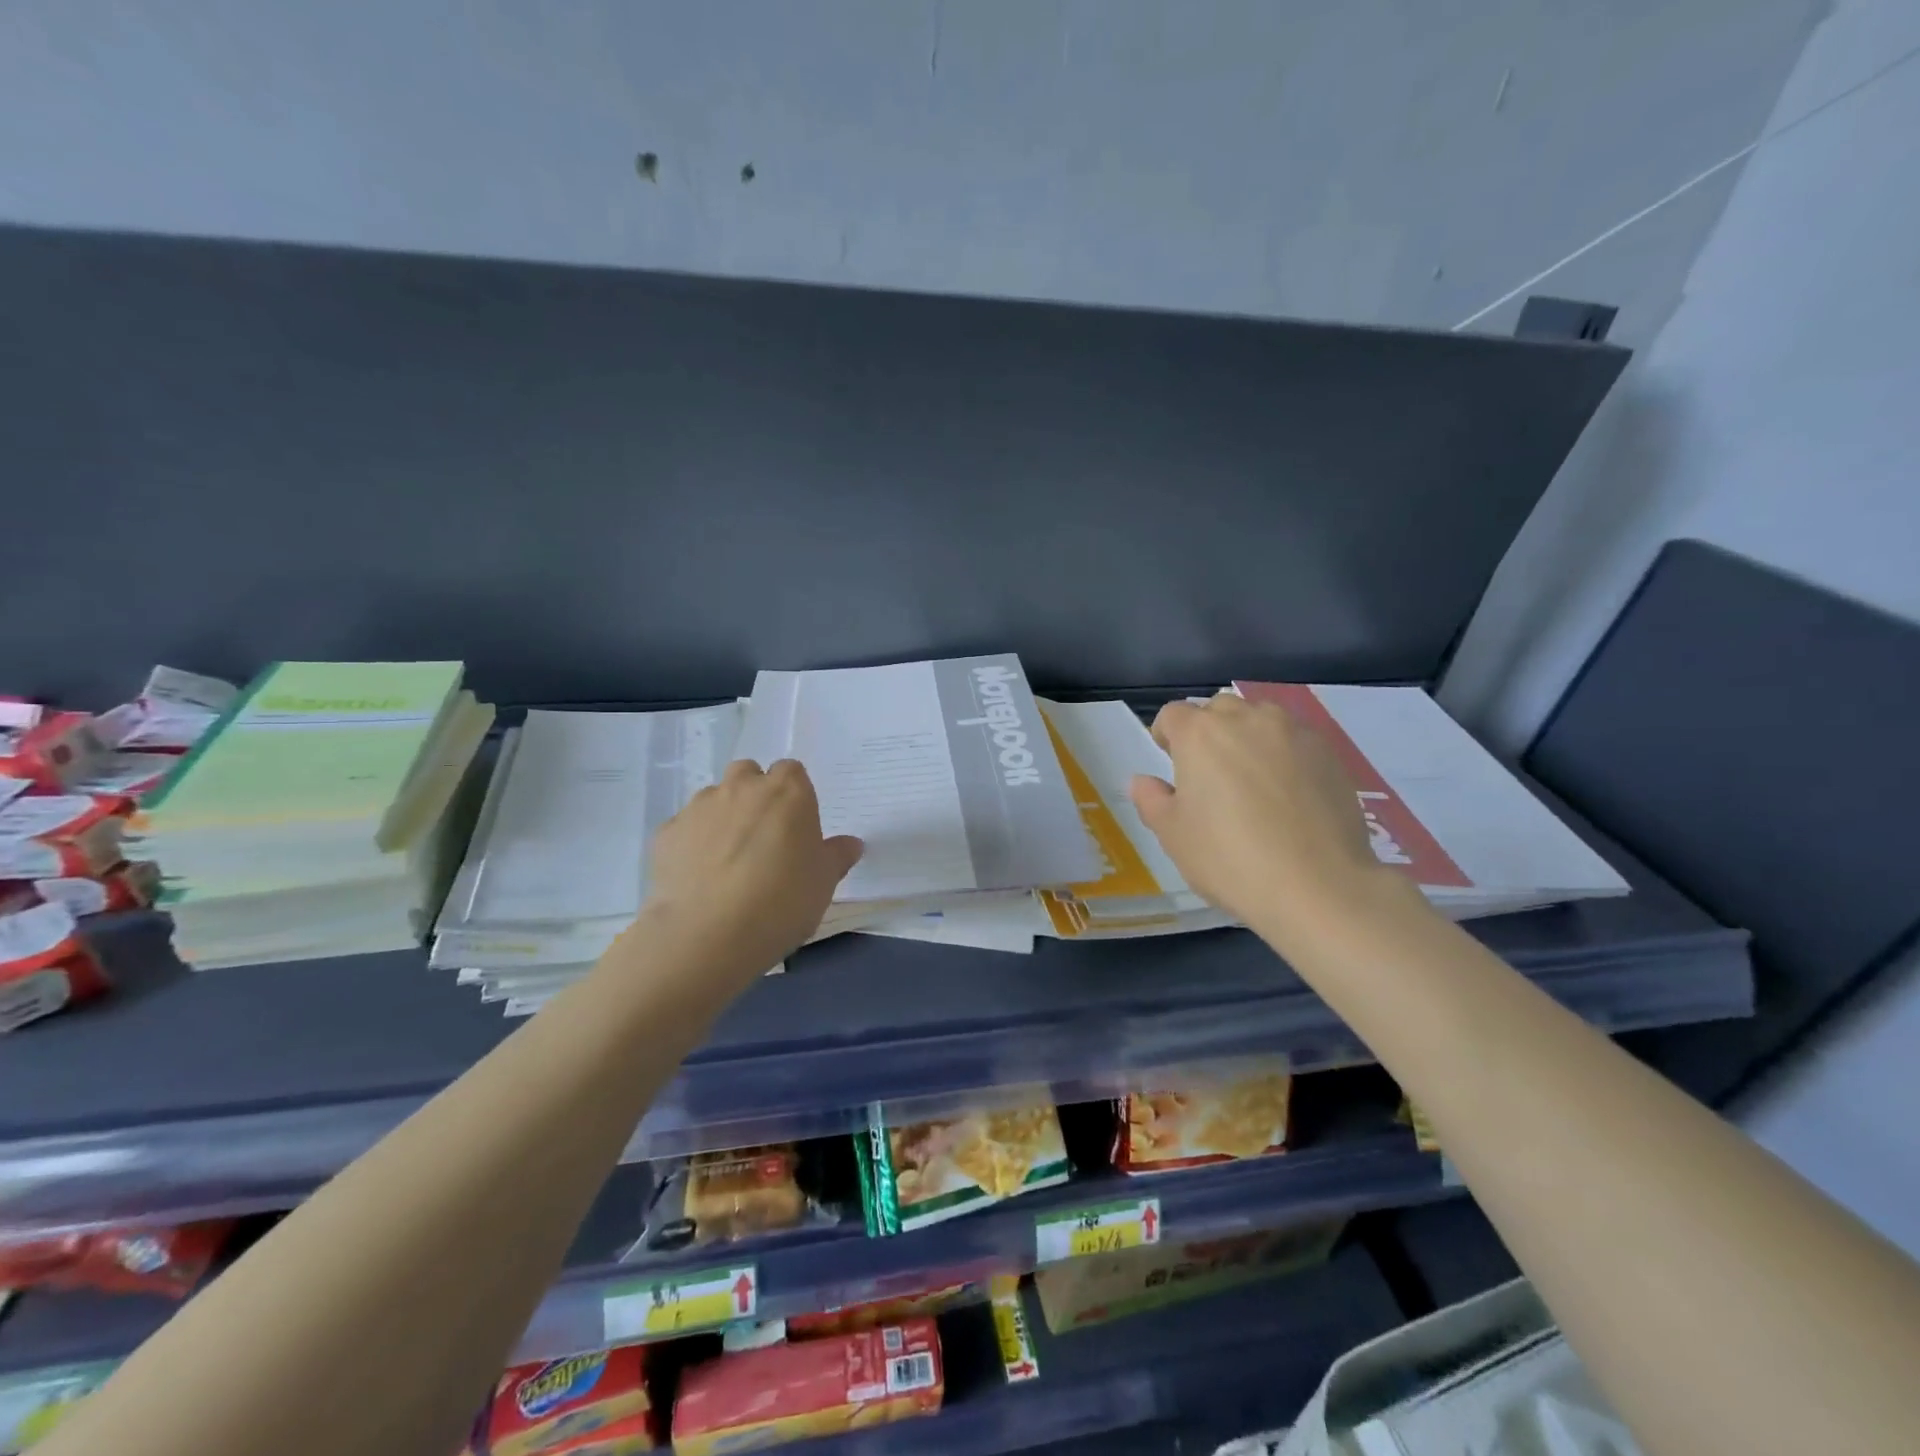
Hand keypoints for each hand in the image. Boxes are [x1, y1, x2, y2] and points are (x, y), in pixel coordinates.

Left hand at [642, 759, 862, 978]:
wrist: (707, 934)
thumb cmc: (782, 902)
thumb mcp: (824, 883)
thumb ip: (837, 856)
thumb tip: (851, 844)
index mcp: (788, 792)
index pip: (792, 771)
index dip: (793, 794)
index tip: (796, 825)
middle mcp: (742, 787)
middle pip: (748, 774)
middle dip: (754, 794)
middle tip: (762, 836)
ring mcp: (699, 807)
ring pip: (714, 798)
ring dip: (722, 817)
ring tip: (727, 860)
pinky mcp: (666, 833)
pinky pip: (685, 828)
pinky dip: (693, 843)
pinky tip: (699, 877)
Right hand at [1128, 693, 1411, 943]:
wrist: (1317, 885)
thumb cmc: (1229, 858)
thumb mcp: (1173, 836)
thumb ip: (1152, 800)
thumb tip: (1143, 781)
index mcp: (1199, 734)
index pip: (1173, 714)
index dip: (1166, 735)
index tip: (1170, 762)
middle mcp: (1246, 719)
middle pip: (1218, 709)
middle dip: (1209, 731)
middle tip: (1210, 773)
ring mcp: (1293, 732)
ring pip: (1261, 718)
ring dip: (1249, 736)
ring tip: (1252, 777)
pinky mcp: (1329, 752)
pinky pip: (1296, 740)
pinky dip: (1285, 754)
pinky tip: (1289, 793)